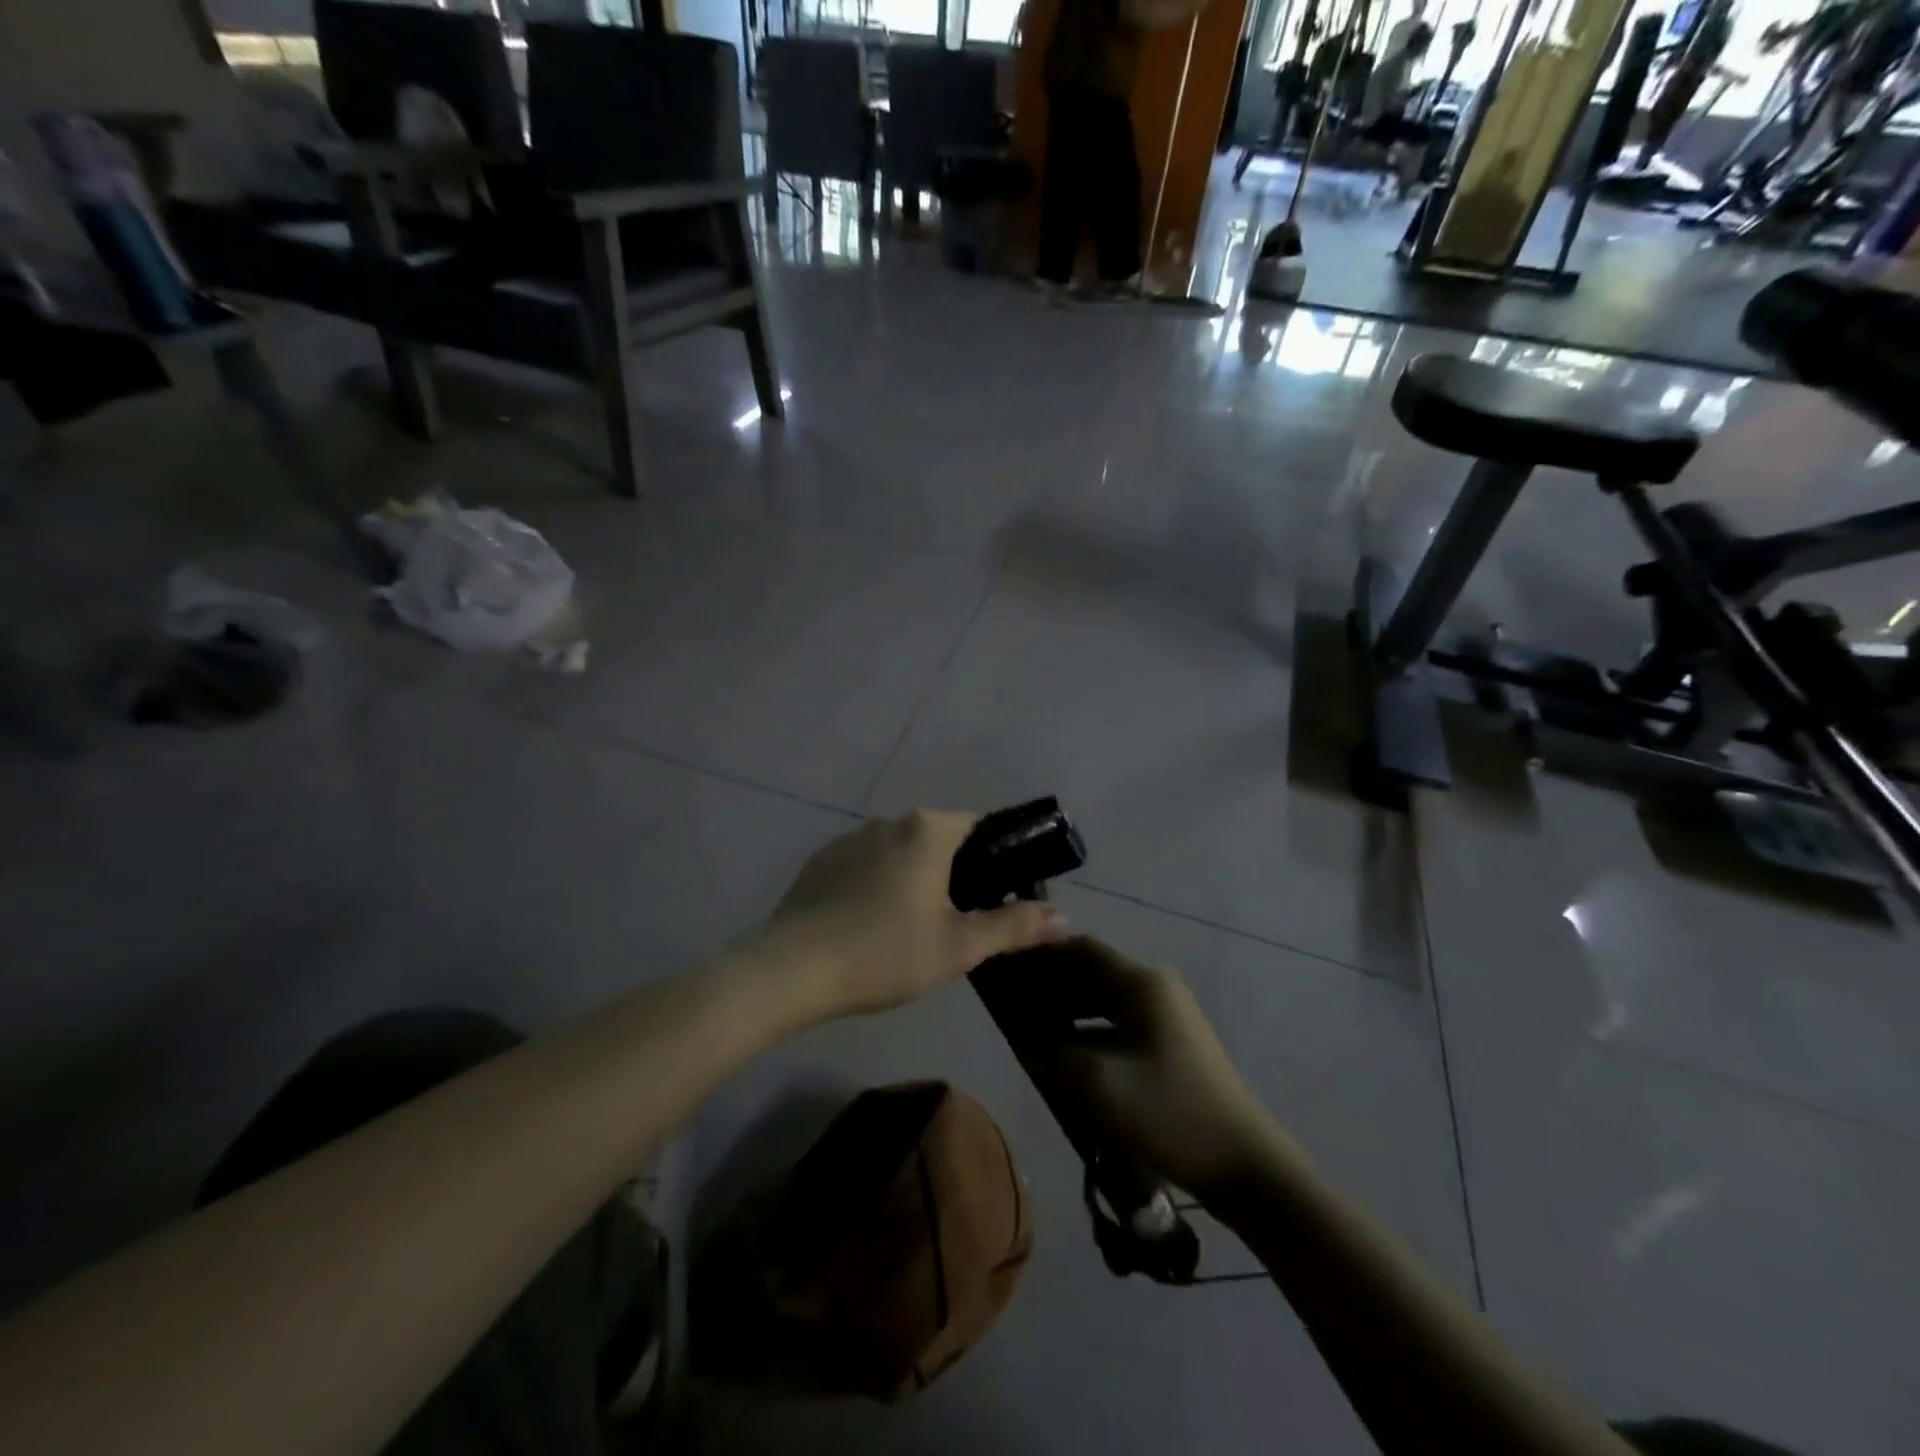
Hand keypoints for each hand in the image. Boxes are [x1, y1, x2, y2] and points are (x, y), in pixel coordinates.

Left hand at [762, 811, 1069, 1018]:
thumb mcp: (959, 947)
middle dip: (956, 874)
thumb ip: (1013, 926)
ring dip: (915, 880)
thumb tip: (1065, 917)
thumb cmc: (886, 953)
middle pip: (938, 840)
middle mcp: (888, 822)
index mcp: (927, 830)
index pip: (978, 826)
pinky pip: (865, 866)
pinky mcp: (820, 862)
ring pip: (900, 853)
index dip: (997, 858)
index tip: (1000, 896)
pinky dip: (878, 886)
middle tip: (959, 923)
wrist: (792, 971)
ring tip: (913, 930)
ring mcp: (849, 839)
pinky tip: (870, 927)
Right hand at [1032, 938, 1280, 1197]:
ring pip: (1104, 997)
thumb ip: (1052, 1051)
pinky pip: (1119, 1020)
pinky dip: (1089, 1028)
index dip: (1040, 954)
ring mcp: (1167, 1013)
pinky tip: (1068, 1052)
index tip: (1006, 967)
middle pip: (1092, 970)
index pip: (1080, 947)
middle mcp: (1154, 986)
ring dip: (1069, 1007)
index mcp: (1140, 983)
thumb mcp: (1098, 1084)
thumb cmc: (1168, 1113)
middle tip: (1011, 1000)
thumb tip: (1022, 1034)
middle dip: (1051, 982)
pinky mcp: (1171, 1041)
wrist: (1244, 1164)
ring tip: (1031, 1026)